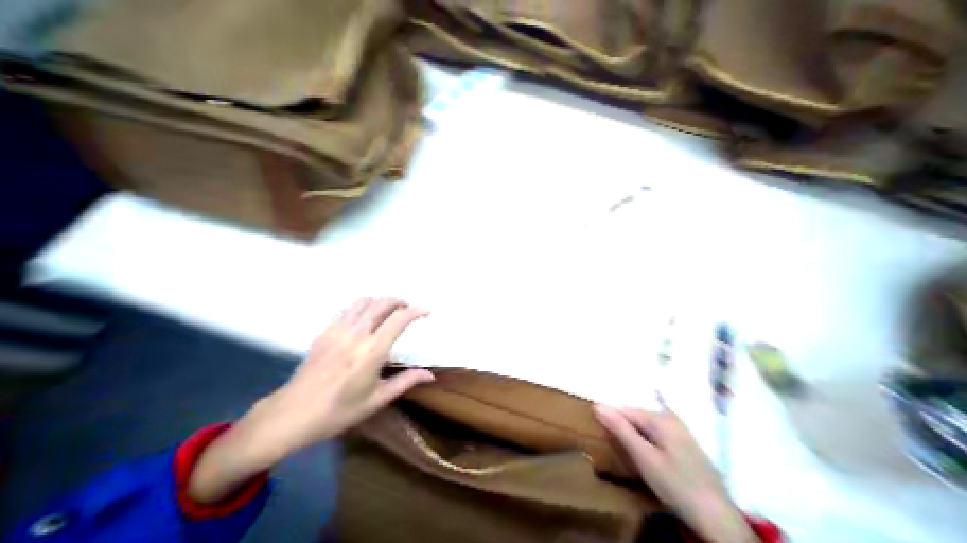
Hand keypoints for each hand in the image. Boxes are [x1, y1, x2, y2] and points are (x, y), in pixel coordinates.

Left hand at [188, 298, 430, 503]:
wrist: (289, 416)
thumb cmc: (338, 412)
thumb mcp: (377, 400)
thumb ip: (406, 382)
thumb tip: (431, 375)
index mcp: (372, 351)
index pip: (399, 319)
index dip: (417, 311)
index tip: (427, 312)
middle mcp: (357, 334)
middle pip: (383, 303)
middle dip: (400, 302)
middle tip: (408, 311)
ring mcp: (338, 330)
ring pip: (365, 301)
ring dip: (381, 302)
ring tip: (388, 312)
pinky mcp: (325, 331)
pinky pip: (348, 309)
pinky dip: (363, 307)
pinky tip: (365, 320)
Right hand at [597, 405, 755, 541]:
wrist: (720, 522)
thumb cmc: (677, 486)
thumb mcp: (643, 457)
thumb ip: (620, 429)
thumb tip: (596, 405)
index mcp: (660, 417)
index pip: (624, 411)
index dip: (613, 424)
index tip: (608, 442)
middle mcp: (670, 417)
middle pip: (635, 418)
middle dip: (624, 431)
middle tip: (624, 454)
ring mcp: (679, 429)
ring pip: (644, 427)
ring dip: (635, 439)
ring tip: (635, 459)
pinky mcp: (684, 443)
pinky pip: (655, 435)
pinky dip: (647, 444)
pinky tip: (649, 459)